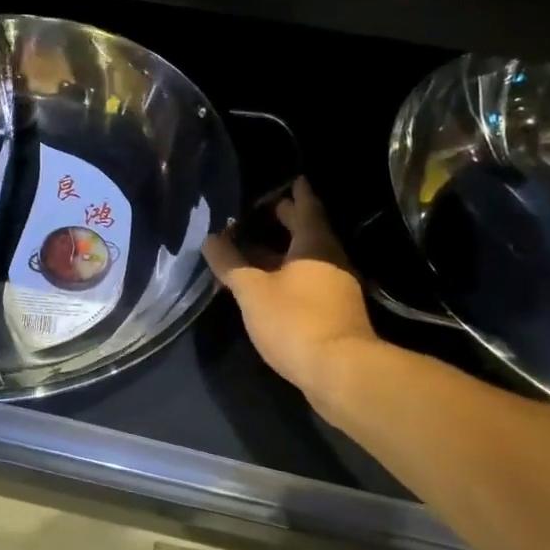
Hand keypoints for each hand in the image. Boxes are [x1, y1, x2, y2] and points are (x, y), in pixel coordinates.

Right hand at [202, 178, 378, 403]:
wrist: (340, 371)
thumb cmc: (295, 320)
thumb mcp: (252, 290)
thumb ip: (230, 263)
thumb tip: (210, 237)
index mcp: (314, 245)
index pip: (306, 208)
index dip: (297, 193)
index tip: (292, 178)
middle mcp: (331, 260)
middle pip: (309, 233)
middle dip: (288, 220)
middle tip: (267, 208)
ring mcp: (336, 288)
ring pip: (307, 259)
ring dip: (285, 251)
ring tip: (258, 247)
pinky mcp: (334, 314)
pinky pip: (308, 282)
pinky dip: (288, 275)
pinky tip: (270, 283)